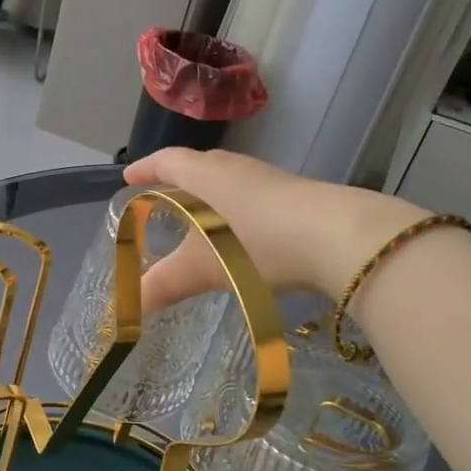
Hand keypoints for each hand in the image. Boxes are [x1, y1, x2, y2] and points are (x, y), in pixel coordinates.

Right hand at [122, 148, 422, 311]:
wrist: (341, 238)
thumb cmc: (260, 243)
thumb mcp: (205, 268)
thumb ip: (166, 285)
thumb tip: (129, 309)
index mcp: (206, 174)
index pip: (167, 161)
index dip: (145, 169)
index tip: (129, 177)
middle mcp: (235, 168)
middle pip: (197, 166)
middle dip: (176, 182)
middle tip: (161, 200)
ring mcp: (269, 179)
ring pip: (228, 181)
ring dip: (209, 197)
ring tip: (199, 220)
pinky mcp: (296, 195)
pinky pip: (252, 196)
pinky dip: (236, 211)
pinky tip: (242, 236)